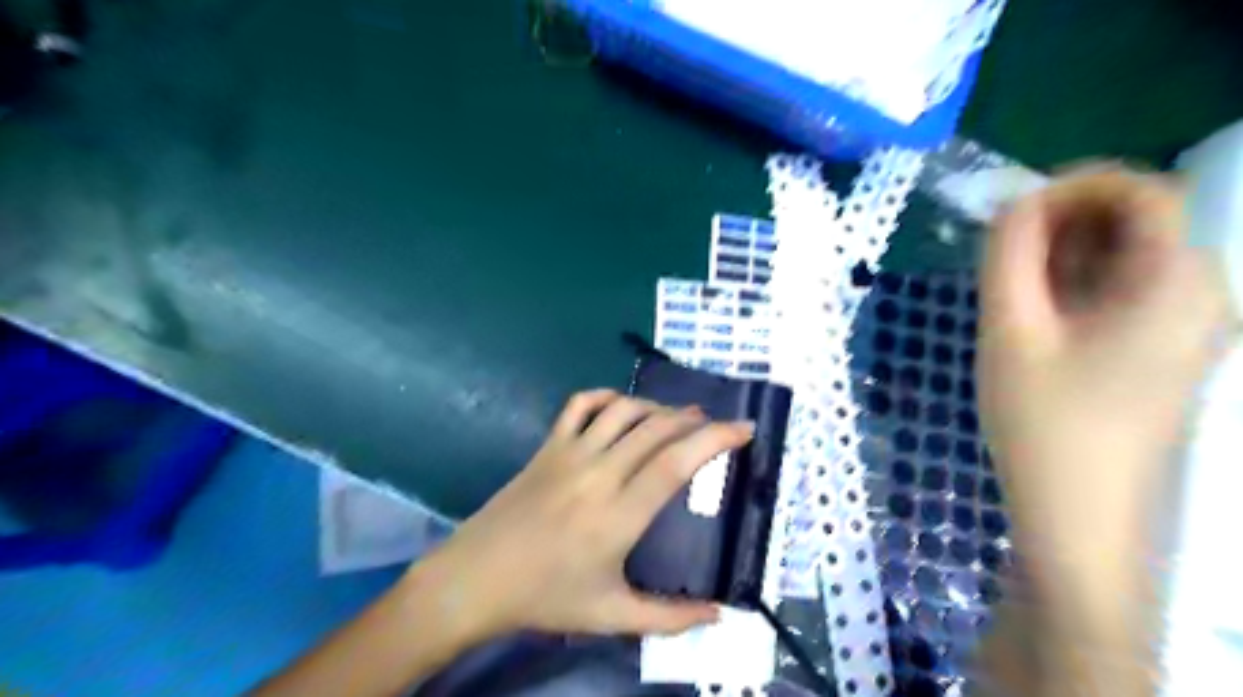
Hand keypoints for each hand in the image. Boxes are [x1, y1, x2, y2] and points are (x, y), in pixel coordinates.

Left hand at [413, 387, 751, 643]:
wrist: (475, 579)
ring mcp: (569, 454)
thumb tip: (720, 614)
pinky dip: (607, 396)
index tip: (744, 429)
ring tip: (676, 417)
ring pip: (623, 410)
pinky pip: (580, 404)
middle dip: (695, 420)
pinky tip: (622, 407)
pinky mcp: (548, 446)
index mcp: (618, 515)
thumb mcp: (610, 616)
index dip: (716, 440)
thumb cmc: (544, 598)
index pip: (676, 463)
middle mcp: (598, 474)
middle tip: (715, 425)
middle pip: (657, 429)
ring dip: (657, 407)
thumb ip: (670, 618)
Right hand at [981, 166, 1230, 669]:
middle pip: (1139, 223)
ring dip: (1065, 255)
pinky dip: (1077, 285)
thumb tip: (1013, 204)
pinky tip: (1037, 318)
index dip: (1076, 184)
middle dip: (1064, 223)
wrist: (1079, 513)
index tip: (1010, 211)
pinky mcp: (1165, 350)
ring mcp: (1190, 326)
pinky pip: (1125, 291)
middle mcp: (1202, 295)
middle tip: (999, 257)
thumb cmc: (1042, 422)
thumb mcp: (1010, 330)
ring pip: (1127, 258)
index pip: (1145, 192)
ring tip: (1010, 291)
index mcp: (1177, 284)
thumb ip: (1009, 255)